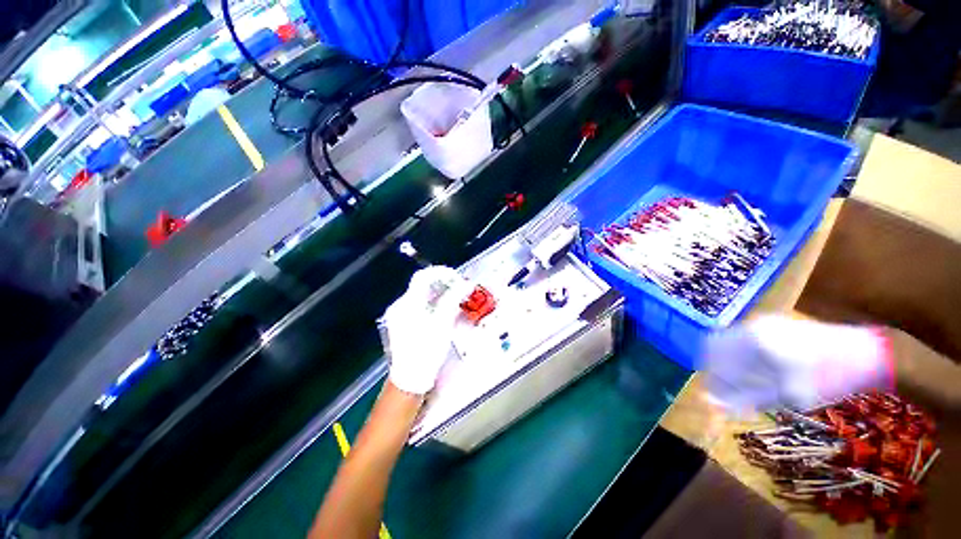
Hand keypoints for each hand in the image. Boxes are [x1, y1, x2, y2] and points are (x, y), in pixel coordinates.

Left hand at [380, 266, 471, 394]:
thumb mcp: (443, 323)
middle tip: (459, 288)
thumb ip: (453, 299)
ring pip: (421, 294)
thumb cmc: (427, 350)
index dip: (441, 273)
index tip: (457, 278)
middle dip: (442, 283)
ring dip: (438, 292)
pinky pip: (418, 305)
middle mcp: (401, 305)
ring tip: (454, 298)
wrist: (409, 377)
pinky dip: (432, 302)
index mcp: (409, 303)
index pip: (424, 276)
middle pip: (422, 284)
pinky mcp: (401, 322)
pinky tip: (442, 310)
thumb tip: (465, 284)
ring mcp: (399, 314)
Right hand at [701, 316, 894, 412]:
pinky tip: (760, 376)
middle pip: (719, 347)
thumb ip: (747, 397)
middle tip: (729, 393)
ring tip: (746, 388)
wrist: (867, 355)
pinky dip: (747, 360)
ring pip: (733, 345)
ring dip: (734, 367)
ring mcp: (764, 324)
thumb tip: (714, 405)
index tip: (716, 395)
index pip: (714, 354)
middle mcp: (752, 326)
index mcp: (751, 339)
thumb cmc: (827, 377)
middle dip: (721, 371)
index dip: (713, 376)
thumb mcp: (788, 393)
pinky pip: (747, 342)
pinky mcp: (776, 326)